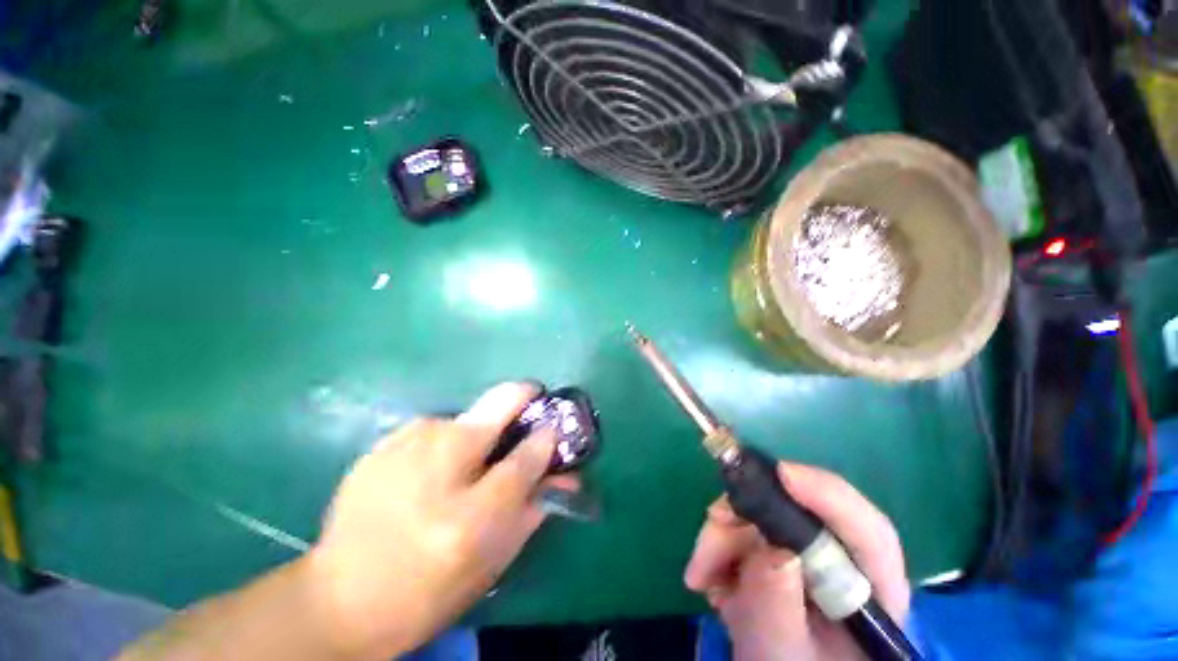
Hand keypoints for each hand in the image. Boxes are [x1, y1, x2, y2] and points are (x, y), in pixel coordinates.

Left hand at [305, 382, 568, 657]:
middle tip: (520, 433)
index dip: (550, 435)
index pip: (532, 449)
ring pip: (467, 418)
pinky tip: (428, 476)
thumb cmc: (428, 588)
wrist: (337, 601)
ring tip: (463, 471)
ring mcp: (407, 440)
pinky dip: (446, 445)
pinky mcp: (384, 442)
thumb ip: (535, 507)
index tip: (553, 431)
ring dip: (478, 436)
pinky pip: (435, 431)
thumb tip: (564, 473)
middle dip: (521, 408)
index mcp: (472, 505)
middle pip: (501, 401)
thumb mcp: (492, 559)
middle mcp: (440, 455)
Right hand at [684, 462, 909, 660]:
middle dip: (746, 517)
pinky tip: (709, 575)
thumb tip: (771, 548)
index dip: (829, 495)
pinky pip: (743, 525)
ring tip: (700, 576)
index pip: (870, 533)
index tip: (782, 475)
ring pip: (762, 514)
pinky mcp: (778, 545)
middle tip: (711, 533)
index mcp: (872, 595)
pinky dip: (719, 543)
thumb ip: (777, 607)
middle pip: (799, 513)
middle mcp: (843, 561)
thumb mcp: (780, 653)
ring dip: (722, 534)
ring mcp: (808, 551)